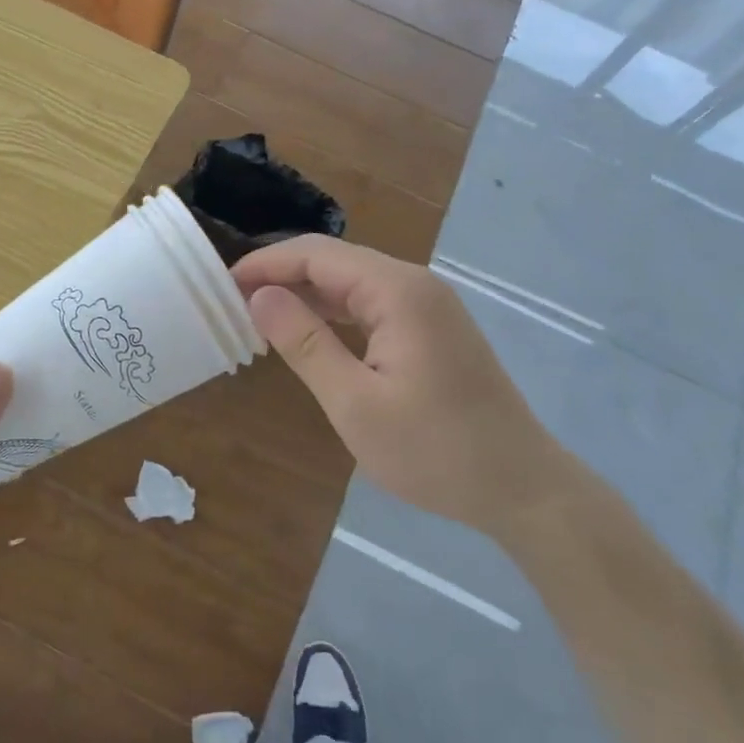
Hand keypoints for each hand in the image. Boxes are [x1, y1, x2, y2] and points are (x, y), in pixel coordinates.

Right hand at [232, 237, 579, 533]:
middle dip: (281, 276)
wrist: (521, 487)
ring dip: (305, 294)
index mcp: (397, 291)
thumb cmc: (435, 451)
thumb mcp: (355, 403)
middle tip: (232, 304)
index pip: (316, 255)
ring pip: (352, 282)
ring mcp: (428, 305)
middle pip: (334, 261)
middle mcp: (414, 284)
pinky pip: (371, 304)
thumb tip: (259, 297)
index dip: (265, 265)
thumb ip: (305, 344)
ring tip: (258, 317)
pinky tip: (308, 333)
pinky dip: (333, 313)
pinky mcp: (432, 328)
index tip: (221, 286)